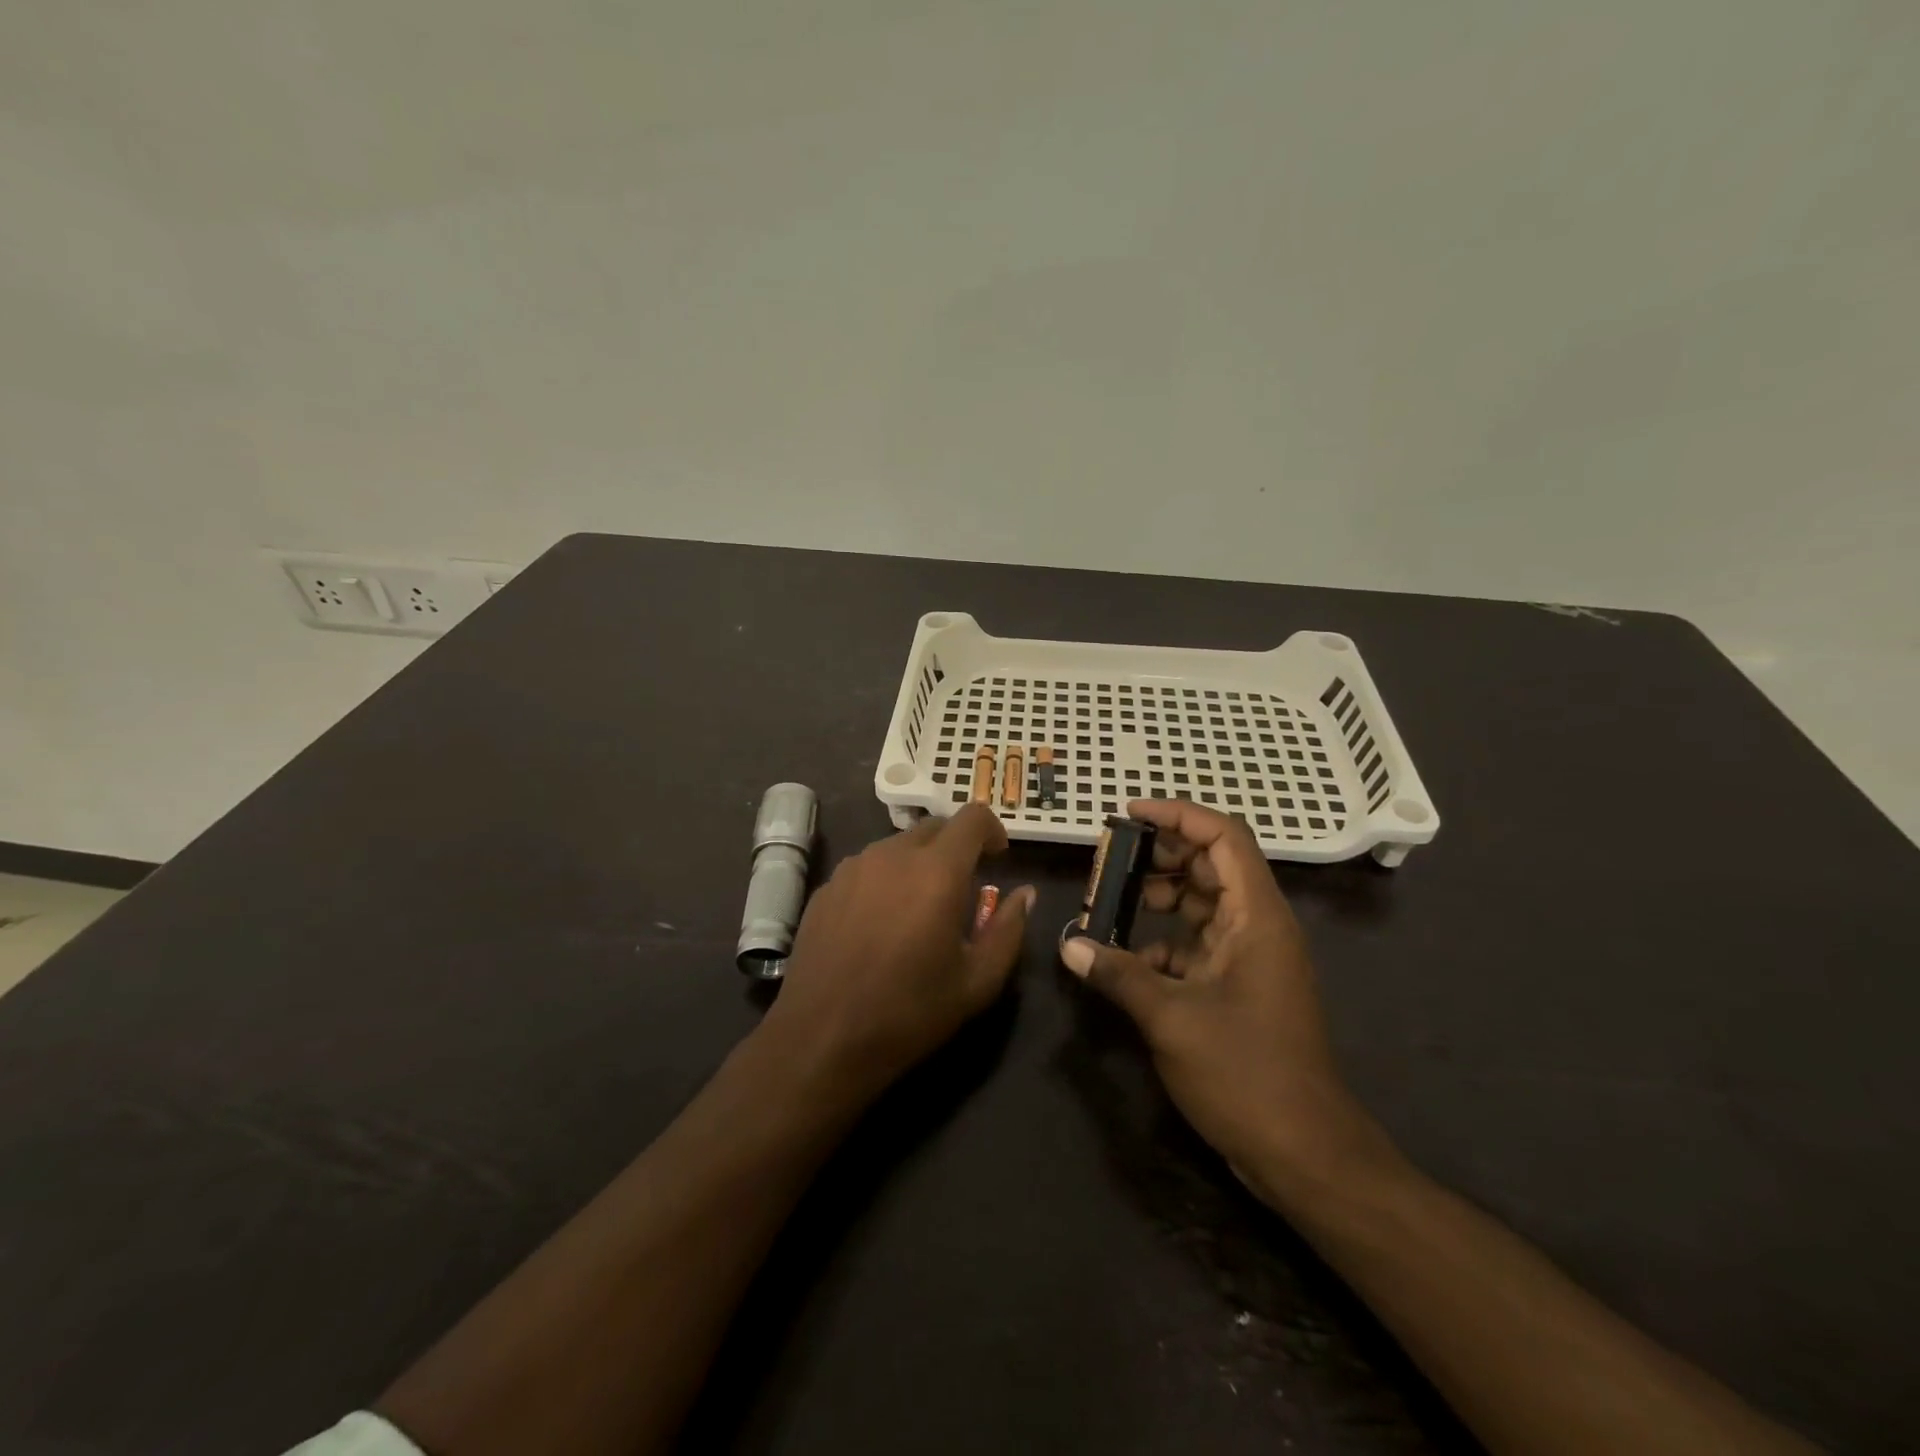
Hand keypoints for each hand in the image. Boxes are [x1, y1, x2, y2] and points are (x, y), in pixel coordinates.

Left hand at [759, 804, 1033, 1105]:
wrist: (822, 1038)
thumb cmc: (909, 1012)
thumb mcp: (978, 982)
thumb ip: (1009, 930)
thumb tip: (1025, 893)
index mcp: (937, 871)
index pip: (972, 817)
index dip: (991, 829)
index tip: (998, 857)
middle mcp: (893, 855)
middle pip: (933, 827)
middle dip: (956, 847)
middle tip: (963, 888)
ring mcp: (853, 868)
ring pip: (897, 846)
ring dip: (918, 863)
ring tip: (919, 909)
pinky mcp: (826, 887)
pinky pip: (866, 868)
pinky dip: (885, 880)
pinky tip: (880, 924)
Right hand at [1059, 799, 1393, 1200]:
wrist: (1306, 1154)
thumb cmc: (1246, 1074)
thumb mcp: (1172, 1019)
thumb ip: (1119, 974)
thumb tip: (1070, 946)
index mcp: (1257, 917)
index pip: (1224, 837)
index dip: (1178, 815)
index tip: (1129, 814)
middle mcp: (1259, 927)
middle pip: (1212, 865)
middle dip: (1161, 856)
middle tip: (1110, 860)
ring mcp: (1252, 959)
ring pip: (1203, 905)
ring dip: (1159, 899)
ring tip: (1109, 904)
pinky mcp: (1241, 988)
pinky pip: (1199, 945)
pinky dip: (1163, 942)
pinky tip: (1126, 960)